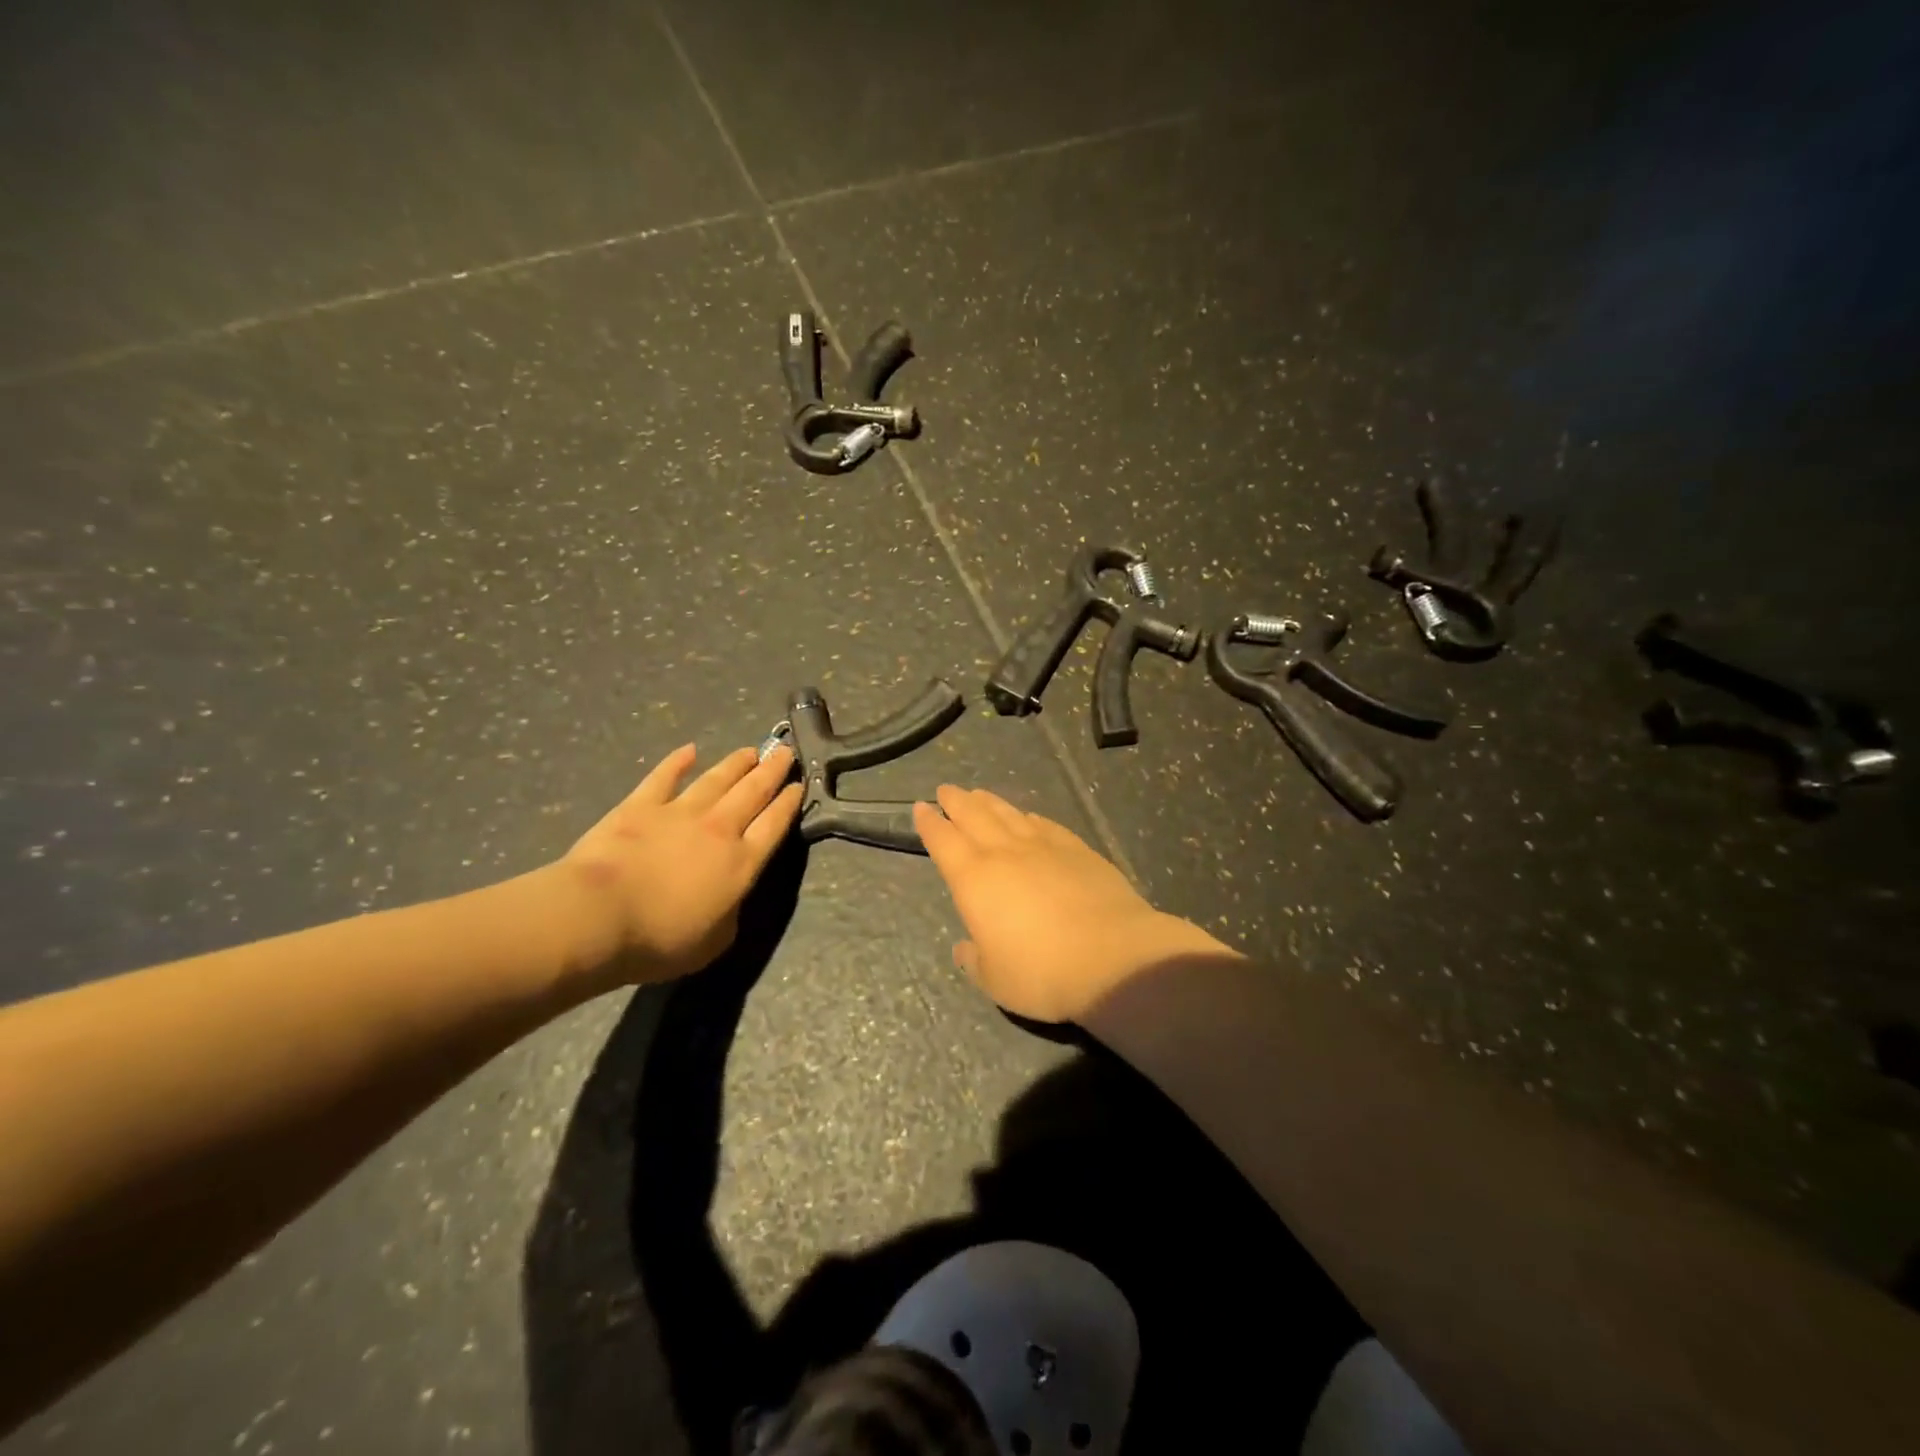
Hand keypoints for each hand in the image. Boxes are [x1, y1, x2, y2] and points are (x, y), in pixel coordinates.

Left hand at [558, 744, 803, 982]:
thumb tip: (732, 899)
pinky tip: (689, 750)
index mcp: (741, 863)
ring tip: (751, 751)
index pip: (774, 825)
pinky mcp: (641, 806)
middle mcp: (719, 829)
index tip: (799, 785)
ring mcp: (680, 812)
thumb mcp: (714, 942)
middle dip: (772, 771)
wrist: (599, 917)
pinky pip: (664, 777)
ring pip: (717, 779)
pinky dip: (678, 761)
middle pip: (753, 792)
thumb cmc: (660, 939)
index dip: (789, 803)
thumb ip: (731, 915)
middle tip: (785, 753)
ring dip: (736, 763)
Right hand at [914, 786, 1232, 1022]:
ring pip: (1009, 814)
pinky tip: (1029, 816)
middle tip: (946, 790)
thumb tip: (966, 947)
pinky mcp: (1078, 849)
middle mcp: (1004, 853)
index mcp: (974, 879)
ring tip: (979, 794)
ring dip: (990, 802)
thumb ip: (975, 960)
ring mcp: (1044, 847)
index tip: (921, 807)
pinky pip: (1046, 825)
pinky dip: (1030, 817)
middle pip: (974, 816)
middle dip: (956, 801)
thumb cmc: (1041, 973)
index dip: (930, 823)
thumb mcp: (995, 980)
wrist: (1112, 957)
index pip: (943, 841)